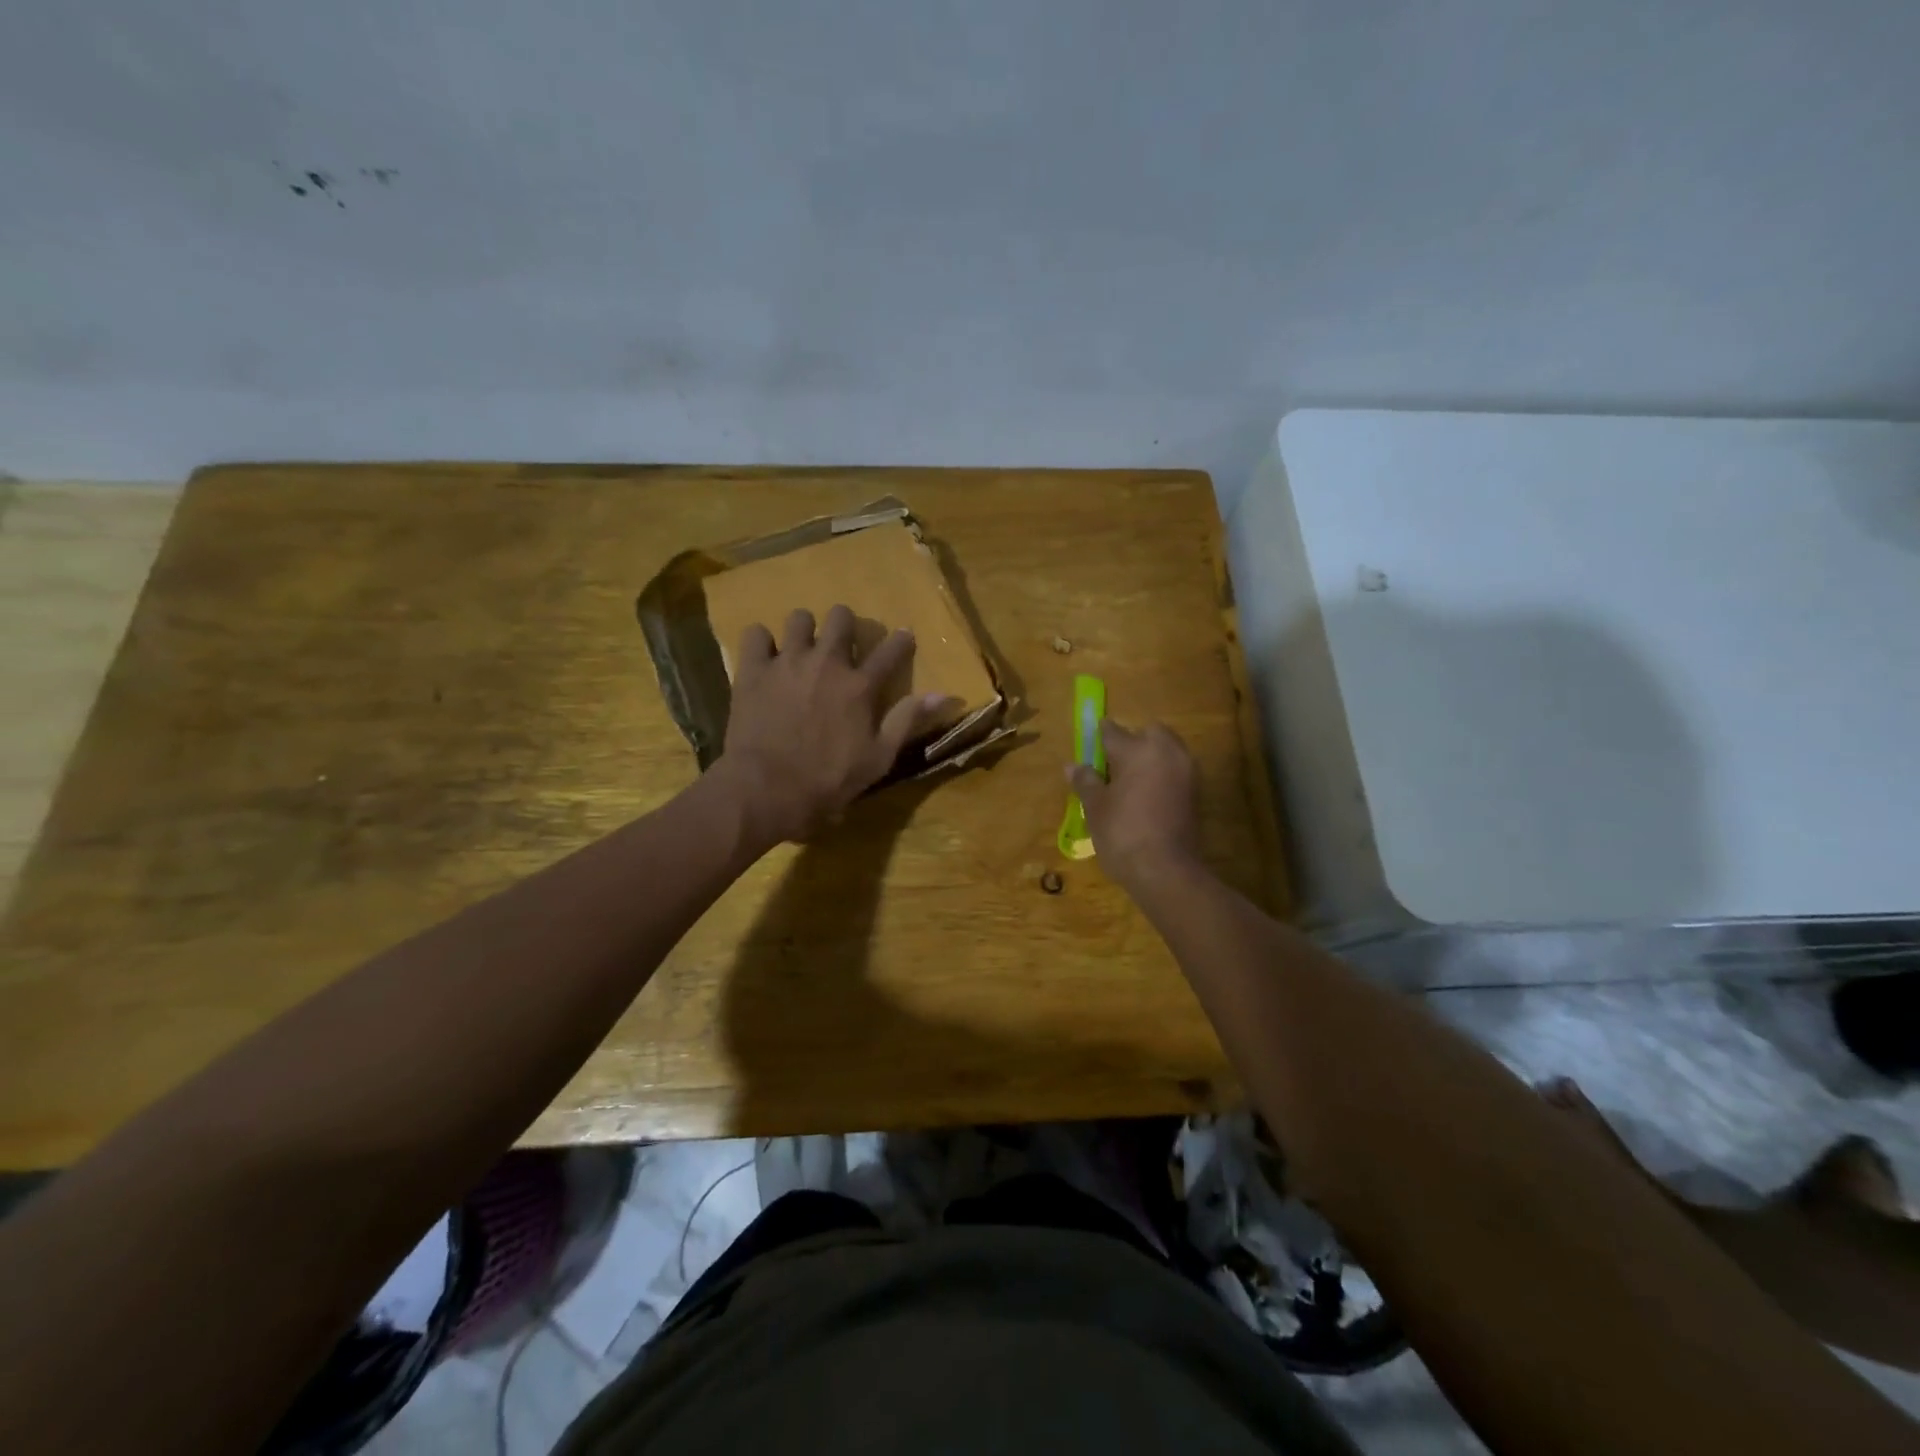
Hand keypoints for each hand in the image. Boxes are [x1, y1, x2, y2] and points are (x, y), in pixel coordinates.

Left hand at [715, 604, 954, 845]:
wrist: (767, 788)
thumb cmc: (828, 780)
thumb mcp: (879, 758)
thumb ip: (907, 720)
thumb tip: (942, 694)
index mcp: (860, 686)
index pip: (890, 651)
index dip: (901, 641)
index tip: (904, 636)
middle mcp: (827, 663)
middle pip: (841, 618)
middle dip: (845, 625)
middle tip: (841, 643)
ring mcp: (787, 662)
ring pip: (799, 618)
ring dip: (804, 630)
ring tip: (801, 648)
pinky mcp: (753, 669)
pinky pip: (756, 634)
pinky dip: (762, 643)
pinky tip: (765, 658)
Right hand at [1067, 720, 1201, 883]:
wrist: (1166, 870)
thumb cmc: (1122, 833)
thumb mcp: (1095, 807)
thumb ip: (1086, 781)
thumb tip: (1072, 766)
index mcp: (1137, 750)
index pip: (1113, 731)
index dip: (1098, 736)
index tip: (1090, 744)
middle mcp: (1166, 752)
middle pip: (1148, 733)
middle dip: (1132, 741)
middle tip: (1113, 764)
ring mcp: (1186, 771)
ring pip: (1166, 750)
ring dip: (1150, 757)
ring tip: (1129, 781)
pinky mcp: (1196, 791)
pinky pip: (1175, 770)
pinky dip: (1162, 775)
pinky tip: (1146, 795)